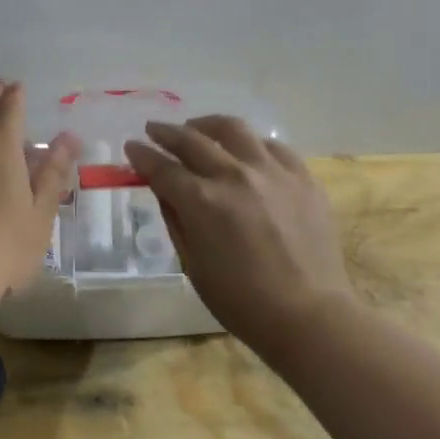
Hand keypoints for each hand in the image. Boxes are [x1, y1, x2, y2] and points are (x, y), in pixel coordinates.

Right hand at [124, 116, 352, 346]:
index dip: (142, 155)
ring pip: (234, 129)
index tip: (131, 146)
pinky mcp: (302, 177)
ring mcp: (272, 171)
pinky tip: (245, 149)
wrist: (308, 313)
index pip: (162, 168)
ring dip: (207, 125)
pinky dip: (251, 143)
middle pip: (193, 140)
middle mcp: (234, 175)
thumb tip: (165, 190)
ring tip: (197, 128)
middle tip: (154, 129)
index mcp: (202, 201)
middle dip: (167, 133)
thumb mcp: (193, 265)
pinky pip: (272, 146)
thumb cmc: (241, 301)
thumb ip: (176, 220)